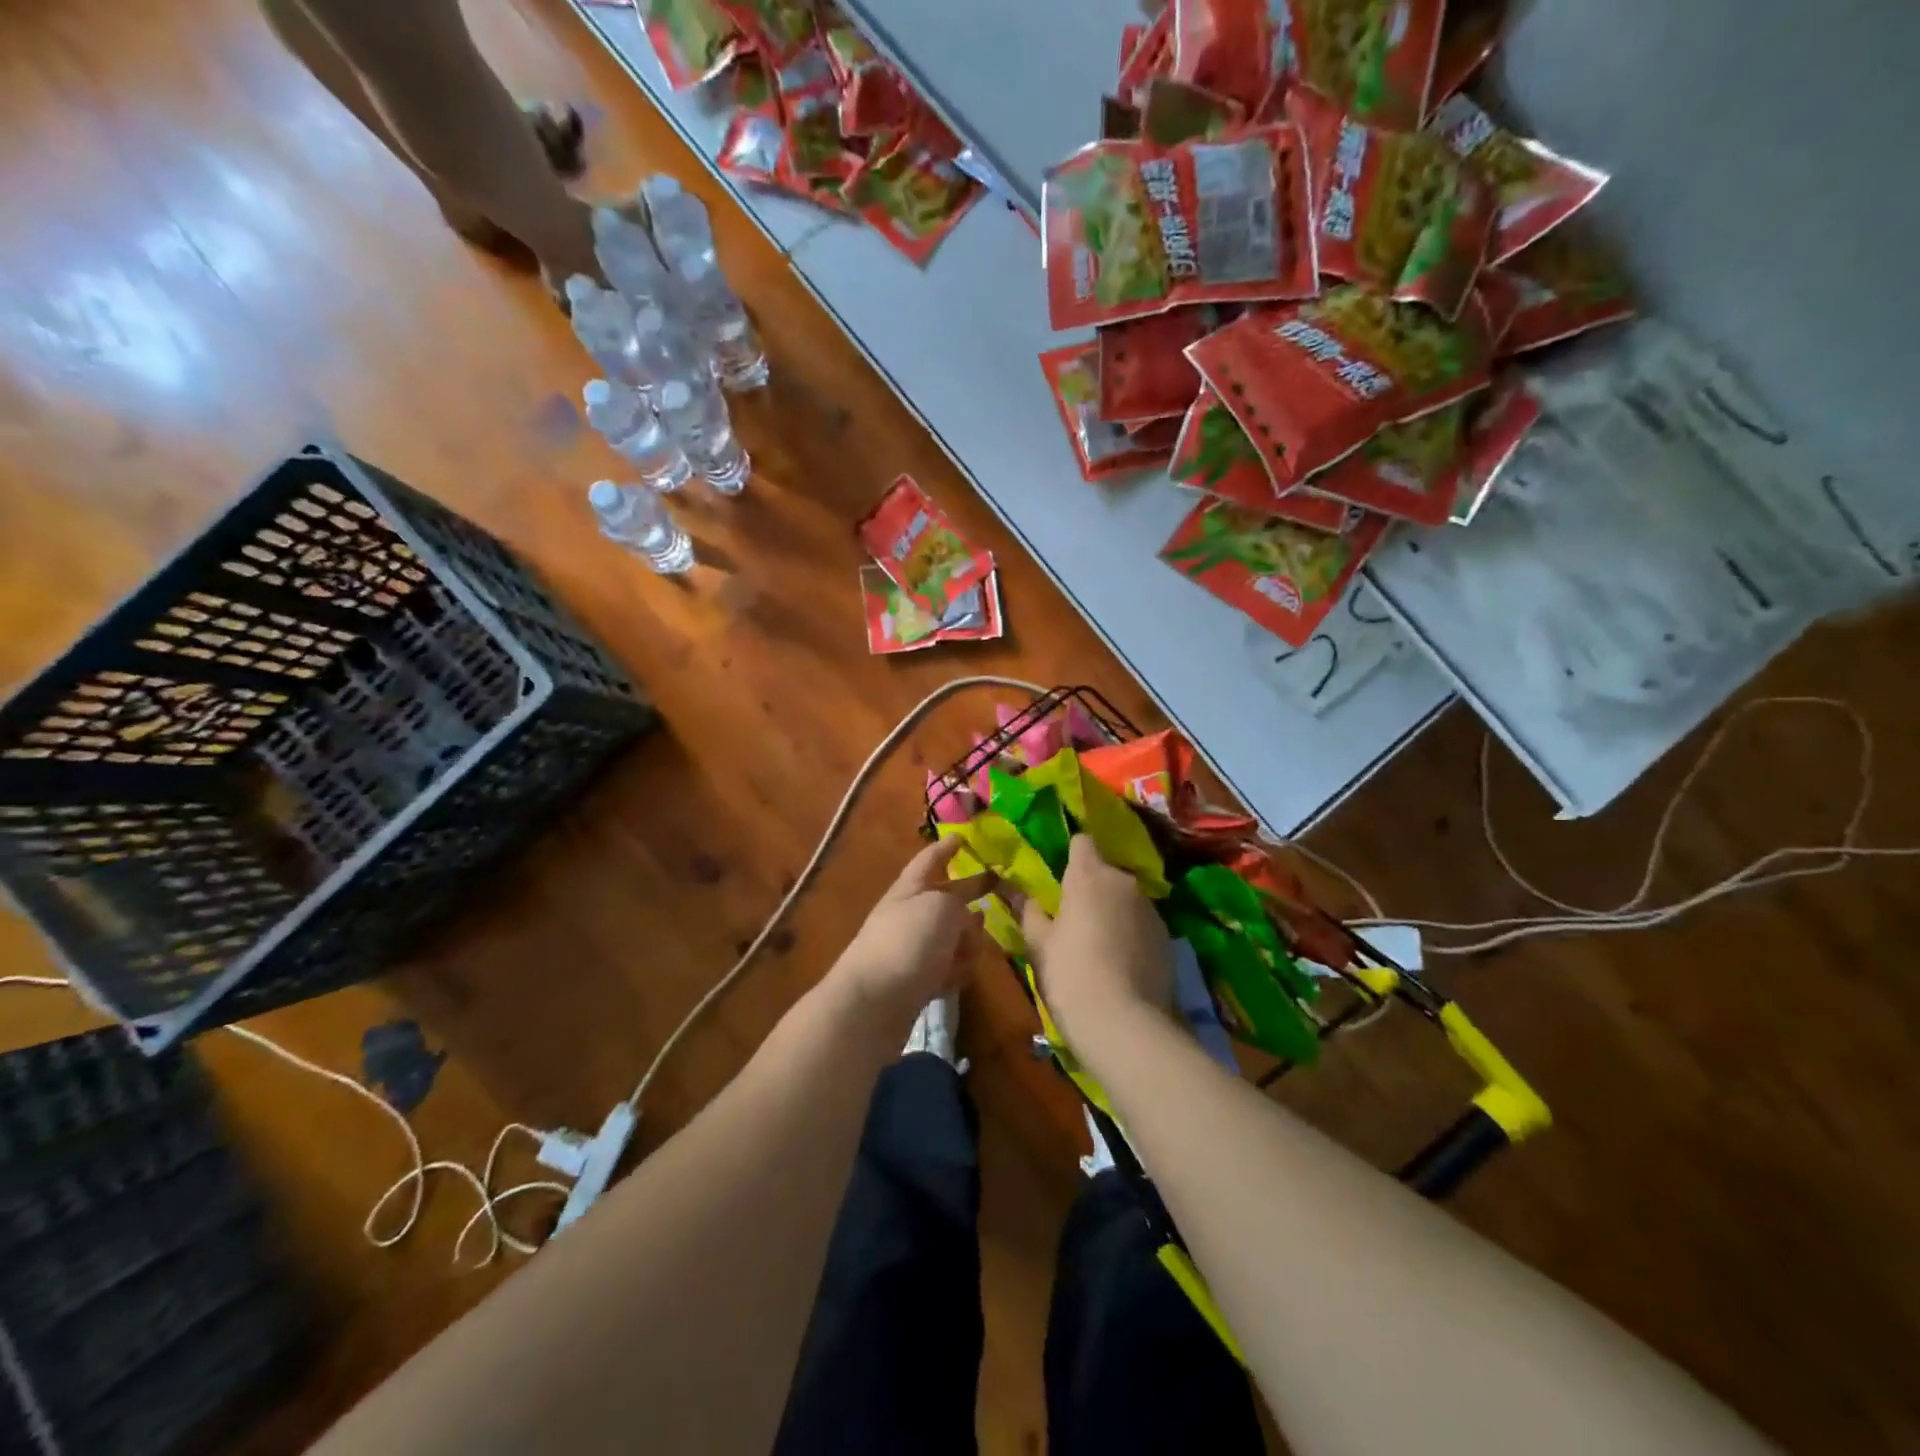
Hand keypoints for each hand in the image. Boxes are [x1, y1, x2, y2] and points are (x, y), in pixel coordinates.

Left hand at [830, 838, 990, 1028]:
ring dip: (967, 941)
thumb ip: (960, 905)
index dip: (946, 848)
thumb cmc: (908, 943)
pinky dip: (955, 971)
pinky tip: (960, 977)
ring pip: (950, 936)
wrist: (873, 1004)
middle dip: (969, 894)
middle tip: (997, 886)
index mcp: (909, 889)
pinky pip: (945, 969)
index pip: (929, 860)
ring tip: (976, 948)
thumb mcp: (942, 908)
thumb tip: (966, 923)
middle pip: (945, 899)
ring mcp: (911, 951)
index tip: (962, 837)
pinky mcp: (915, 983)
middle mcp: (909, 916)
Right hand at [1019, 835, 1174, 1055]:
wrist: (1125, 1025)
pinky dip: (1131, 933)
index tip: (1060, 877)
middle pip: (1104, 872)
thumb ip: (1029, 912)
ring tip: (1098, 945)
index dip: (1071, 855)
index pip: (1082, 842)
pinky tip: (1120, 963)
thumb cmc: (1070, 975)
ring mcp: (1150, 908)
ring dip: (1112, 911)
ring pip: (1125, 898)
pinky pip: (1142, 923)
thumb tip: (1019, 893)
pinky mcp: (1168, 936)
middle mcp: (1124, 882)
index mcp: (1088, 875)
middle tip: (1073, 918)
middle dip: (1091, 888)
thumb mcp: (1038, 944)